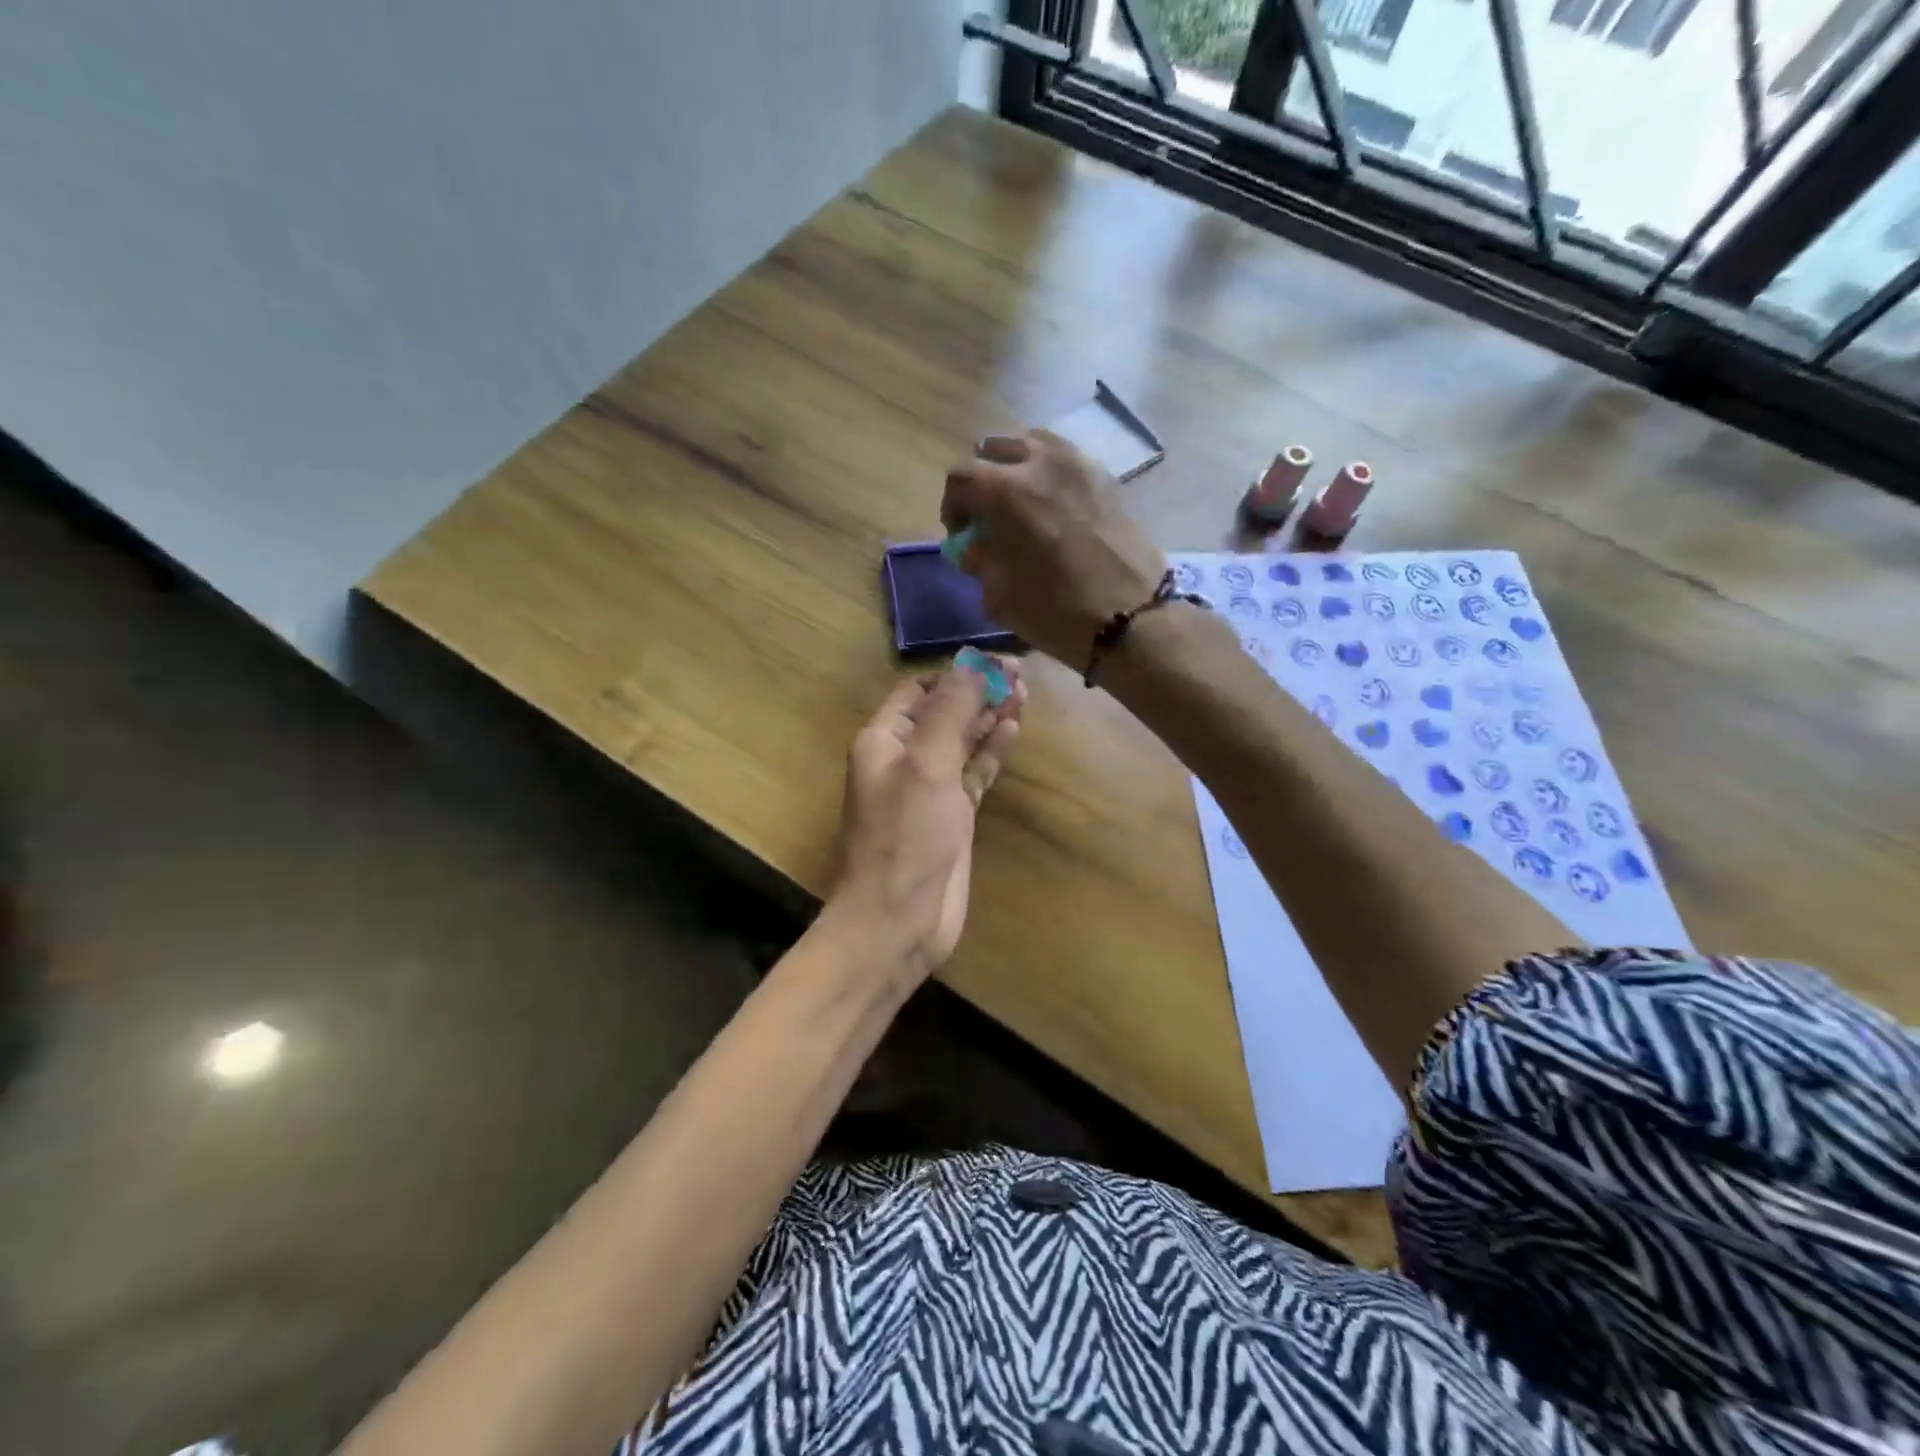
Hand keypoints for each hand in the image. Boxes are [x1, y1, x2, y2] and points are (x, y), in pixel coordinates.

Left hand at [830, 657, 1025, 978]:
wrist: (898, 919)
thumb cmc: (905, 837)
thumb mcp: (926, 765)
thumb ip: (950, 712)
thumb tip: (971, 664)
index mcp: (884, 740)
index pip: (920, 691)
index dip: (955, 674)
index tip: (995, 662)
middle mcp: (905, 759)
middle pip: (945, 713)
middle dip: (978, 693)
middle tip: (1021, 675)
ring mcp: (930, 789)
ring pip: (963, 742)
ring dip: (989, 719)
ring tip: (1024, 694)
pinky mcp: (953, 816)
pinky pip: (974, 773)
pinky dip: (992, 752)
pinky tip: (1012, 730)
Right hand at [942, 432, 1167, 666]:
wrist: (1131, 618)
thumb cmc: (1056, 611)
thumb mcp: (999, 595)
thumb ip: (979, 561)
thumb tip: (973, 545)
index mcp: (1005, 490)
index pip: (960, 477)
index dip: (953, 505)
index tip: (962, 533)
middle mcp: (1039, 462)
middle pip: (995, 450)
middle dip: (983, 480)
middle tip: (989, 515)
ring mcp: (1078, 464)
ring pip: (1033, 445)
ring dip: (1018, 468)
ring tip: (1023, 504)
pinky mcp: (1105, 476)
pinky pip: (1066, 459)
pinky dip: (1050, 474)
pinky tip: (1056, 507)